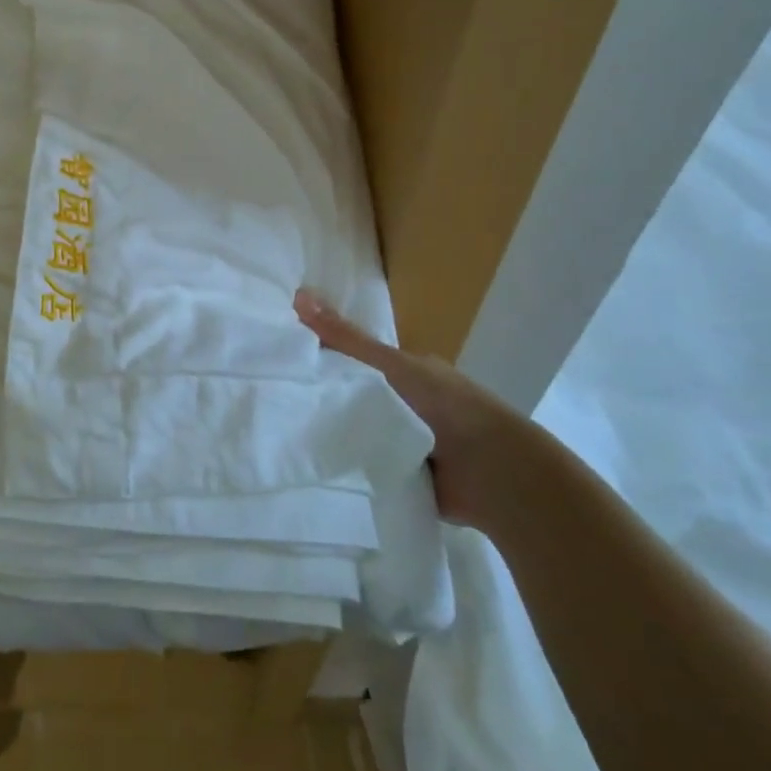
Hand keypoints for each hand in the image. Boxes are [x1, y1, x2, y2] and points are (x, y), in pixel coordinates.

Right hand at [295, 287, 535, 530]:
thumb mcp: (388, 364)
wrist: (493, 474)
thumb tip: (299, 293)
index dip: (324, 358)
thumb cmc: (444, 406)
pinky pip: (369, 466)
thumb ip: (345, 337)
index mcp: (408, 371)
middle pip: (355, 397)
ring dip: (337, 437)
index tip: (286, 362)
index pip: (357, 360)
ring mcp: (409, 442)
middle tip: (276, 402)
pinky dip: (352, 467)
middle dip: (326, 401)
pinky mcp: (407, 477)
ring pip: (360, 433)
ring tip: (286, 436)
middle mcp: (408, 404)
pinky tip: (316, 468)